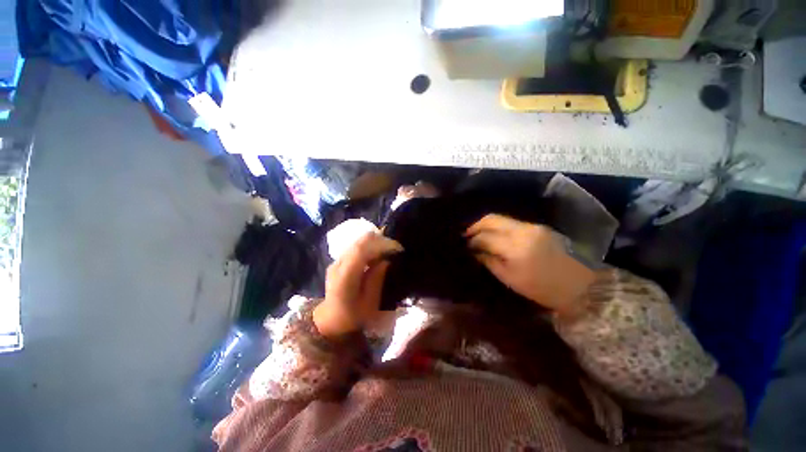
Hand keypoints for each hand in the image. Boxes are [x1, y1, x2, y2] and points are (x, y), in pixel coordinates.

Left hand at [314, 232, 402, 337]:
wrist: (331, 320)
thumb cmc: (353, 316)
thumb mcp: (369, 304)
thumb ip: (377, 280)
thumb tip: (386, 261)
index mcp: (345, 276)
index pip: (361, 249)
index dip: (381, 244)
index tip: (397, 249)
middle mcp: (338, 264)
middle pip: (360, 242)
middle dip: (380, 242)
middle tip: (395, 251)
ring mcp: (337, 261)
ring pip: (359, 242)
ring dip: (375, 244)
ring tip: (388, 254)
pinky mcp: (339, 261)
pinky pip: (356, 248)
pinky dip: (369, 248)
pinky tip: (377, 258)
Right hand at [465, 214, 595, 314]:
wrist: (582, 287)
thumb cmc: (543, 289)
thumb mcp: (510, 279)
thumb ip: (489, 262)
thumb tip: (475, 251)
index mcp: (515, 247)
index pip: (485, 237)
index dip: (471, 240)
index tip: (464, 245)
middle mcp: (523, 231)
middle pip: (492, 219)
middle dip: (476, 225)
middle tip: (467, 235)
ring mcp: (532, 226)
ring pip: (501, 219)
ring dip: (486, 225)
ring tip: (478, 235)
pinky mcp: (539, 227)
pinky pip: (512, 223)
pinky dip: (499, 227)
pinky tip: (495, 236)